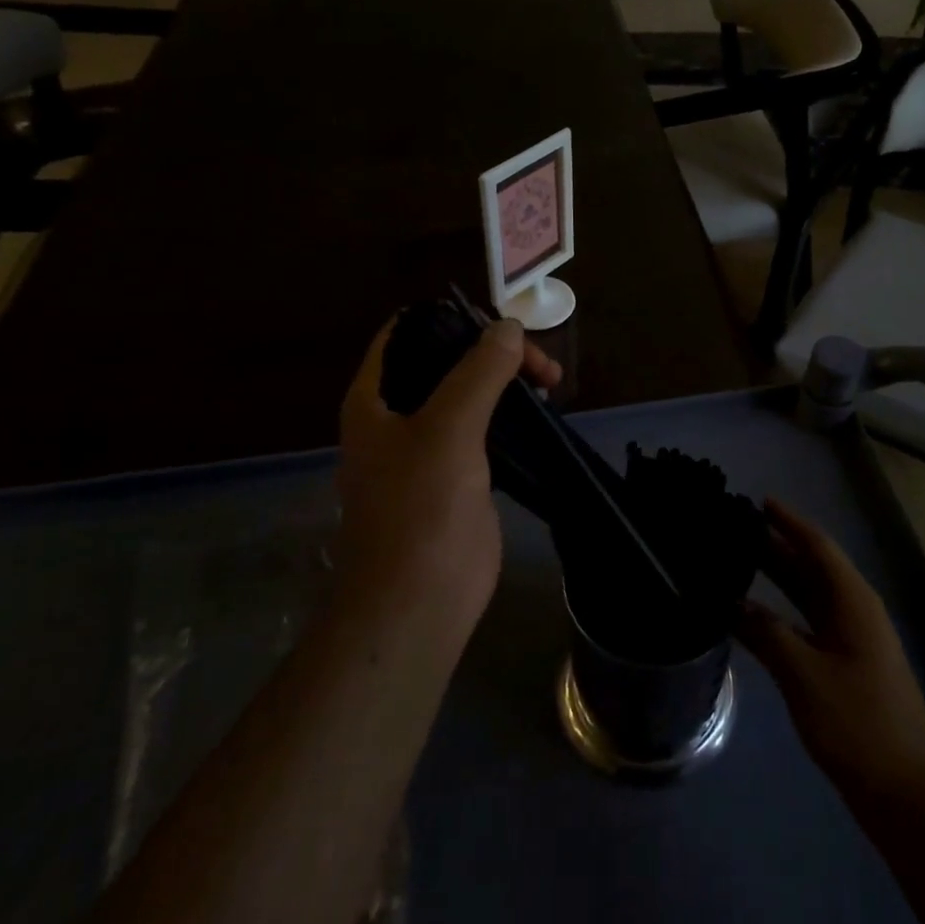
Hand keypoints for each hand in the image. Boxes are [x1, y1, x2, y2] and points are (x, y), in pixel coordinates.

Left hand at [336, 315, 561, 626]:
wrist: (417, 603)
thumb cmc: (420, 510)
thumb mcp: (449, 430)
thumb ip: (478, 374)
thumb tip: (510, 327)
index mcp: (375, 399)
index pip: (407, 333)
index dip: (451, 320)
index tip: (501, 325)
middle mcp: (396, 416)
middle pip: (445, 362)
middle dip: (493, 353)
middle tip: (542, 366)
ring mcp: (426, 448)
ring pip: (468, 395)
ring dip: (506, 382)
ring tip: (549, 382)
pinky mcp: (456, 476)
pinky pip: (484, 430)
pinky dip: (510, 415)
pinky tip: (539, 413)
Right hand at [737, 499, 924, 796]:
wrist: (906, 793)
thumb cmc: (858, 723)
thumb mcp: (805, 675)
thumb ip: (766, 633)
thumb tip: (732, 603)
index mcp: (852, 601)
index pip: (817, 546)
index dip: (788, 522)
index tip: (757, 502)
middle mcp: (853, 611)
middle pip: (810, 567)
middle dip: (776, 546)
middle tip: (733, 530)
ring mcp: (850, 640)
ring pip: (807, 596)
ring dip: (776, 578)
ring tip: (735, 561)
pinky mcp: (843, 666)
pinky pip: (806, 624)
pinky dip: (780, 613)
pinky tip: (751, 616)